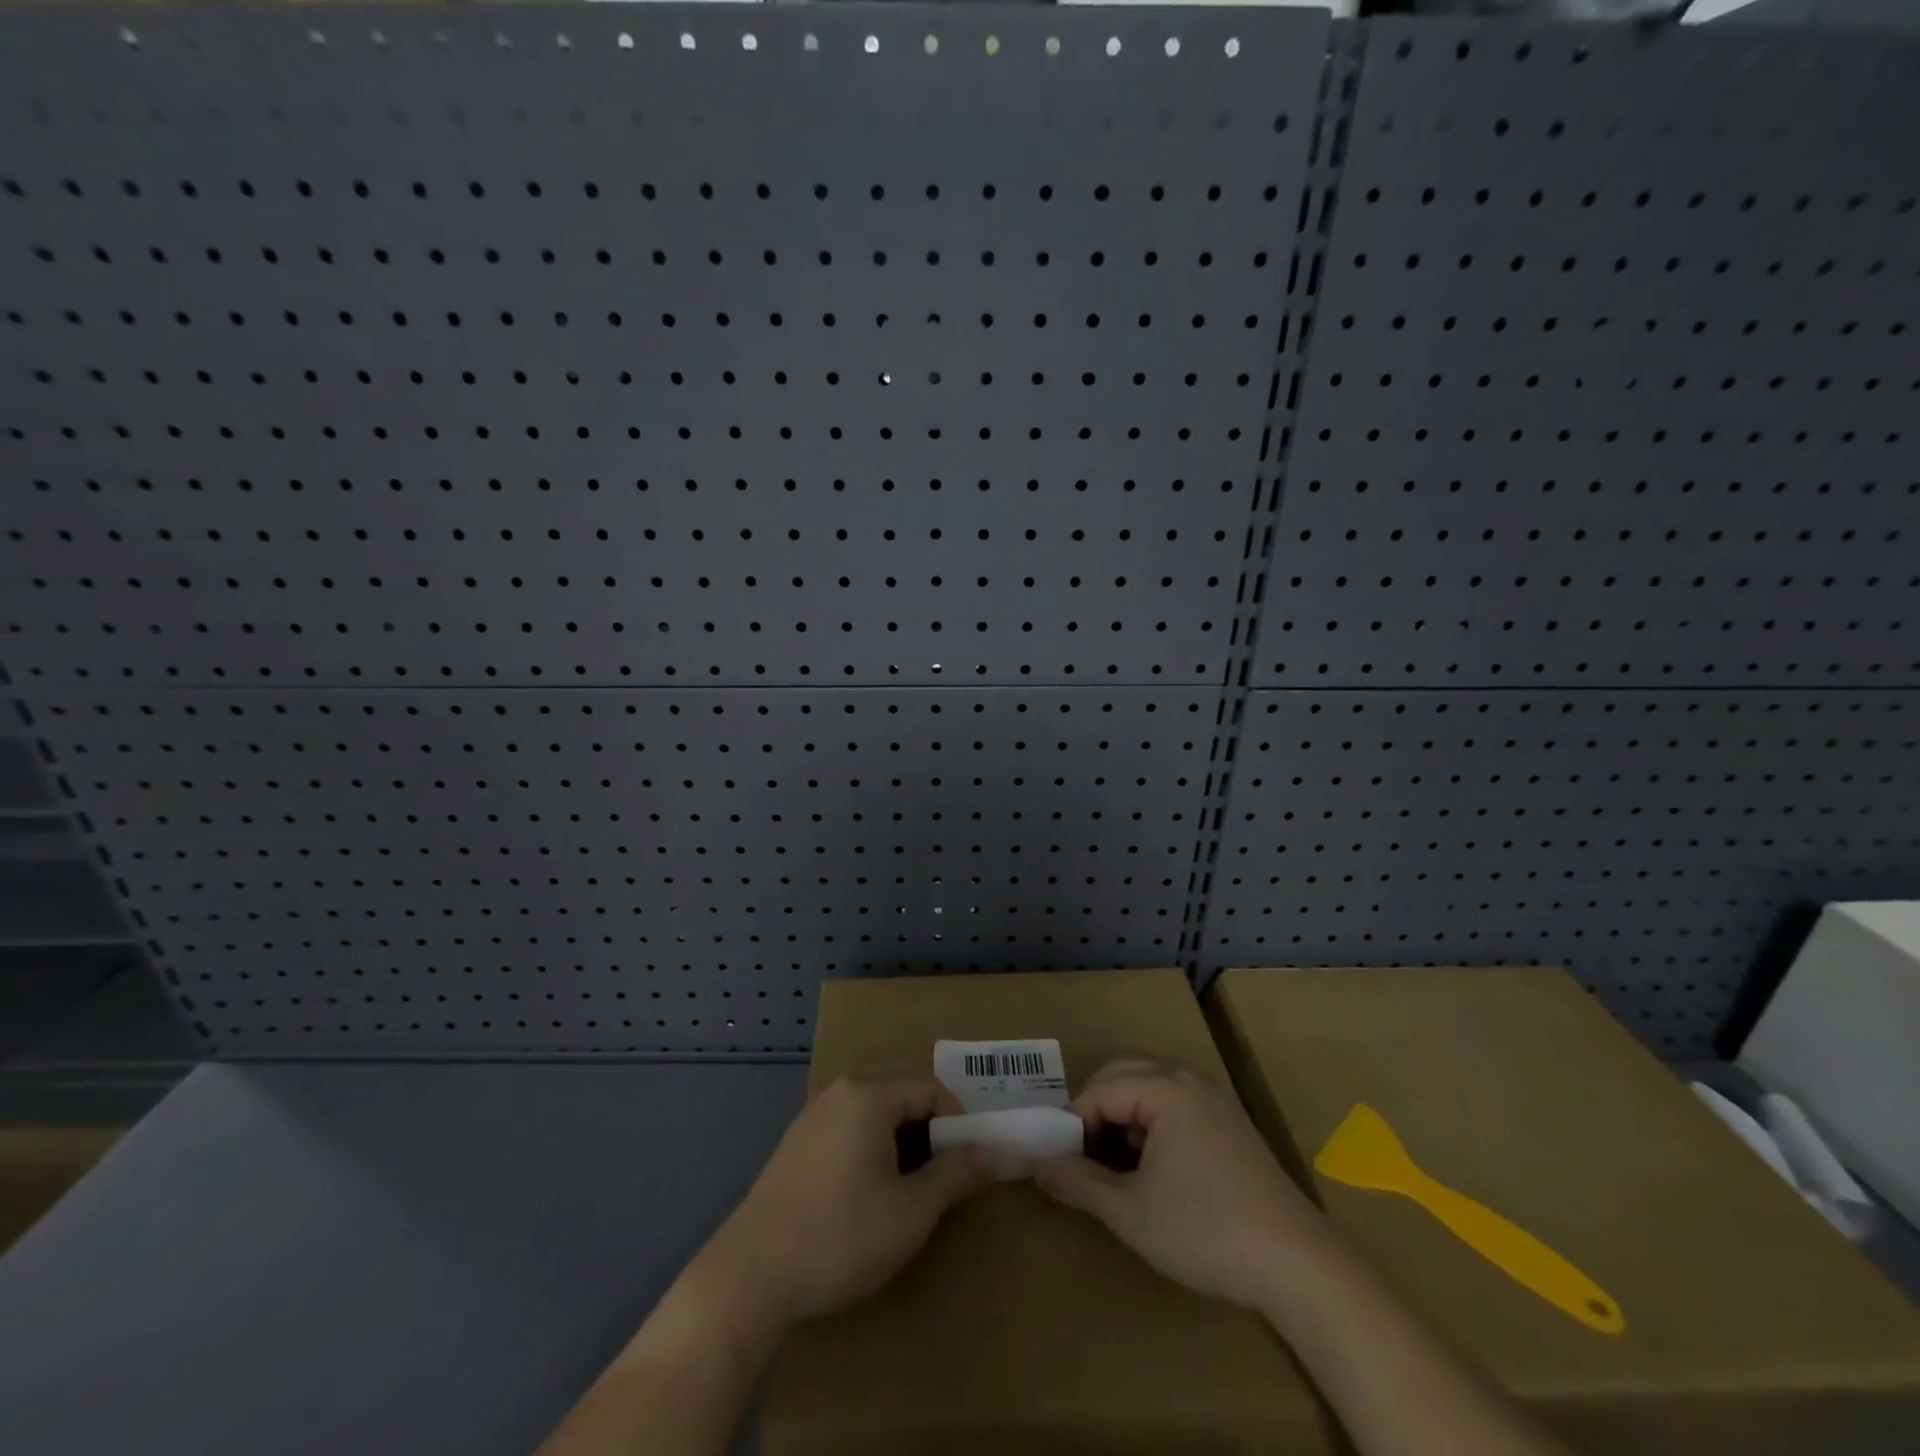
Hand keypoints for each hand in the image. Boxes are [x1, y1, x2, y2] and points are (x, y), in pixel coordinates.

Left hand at [697, 1075, 990, 1332]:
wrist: (748, 1278)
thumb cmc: (839, 1236)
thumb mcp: (911, 1211)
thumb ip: (955, 1175)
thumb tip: (991, 1153)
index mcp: (868, 1095)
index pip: (931, 1089)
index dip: (959, 1123)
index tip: (970, 1166)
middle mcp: (838, 1093)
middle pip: (902, 1097)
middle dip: (931, 1134)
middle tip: (945, 1180)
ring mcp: (811, 1118)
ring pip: (874, 1117)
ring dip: (902, 1146)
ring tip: (910, 1193)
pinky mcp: (795, 1147)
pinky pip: (848, 1132)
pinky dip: (871, 1153)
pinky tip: (867, 1198)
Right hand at [1036, 1059, 1327, 1308]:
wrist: (1298, 1264)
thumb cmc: (1206, 1231)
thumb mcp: (1132, 1212)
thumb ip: (1080, 1183)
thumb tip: (1040, 1168)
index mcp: (1165, 1089)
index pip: (1101, 1089)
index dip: (1074, 1122)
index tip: (1060, 1160)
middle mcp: (1189, 1081)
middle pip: (1124, 1074)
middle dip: (1096, 1110)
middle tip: (1080, 1155)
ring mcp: (1214, 1100)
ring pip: (1150, 1088)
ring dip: (1123, 1116)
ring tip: (1113, 1165)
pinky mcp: (1231, 1124)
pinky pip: (1176, 1104)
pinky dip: (1151, 1124)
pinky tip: (1153, 1169)